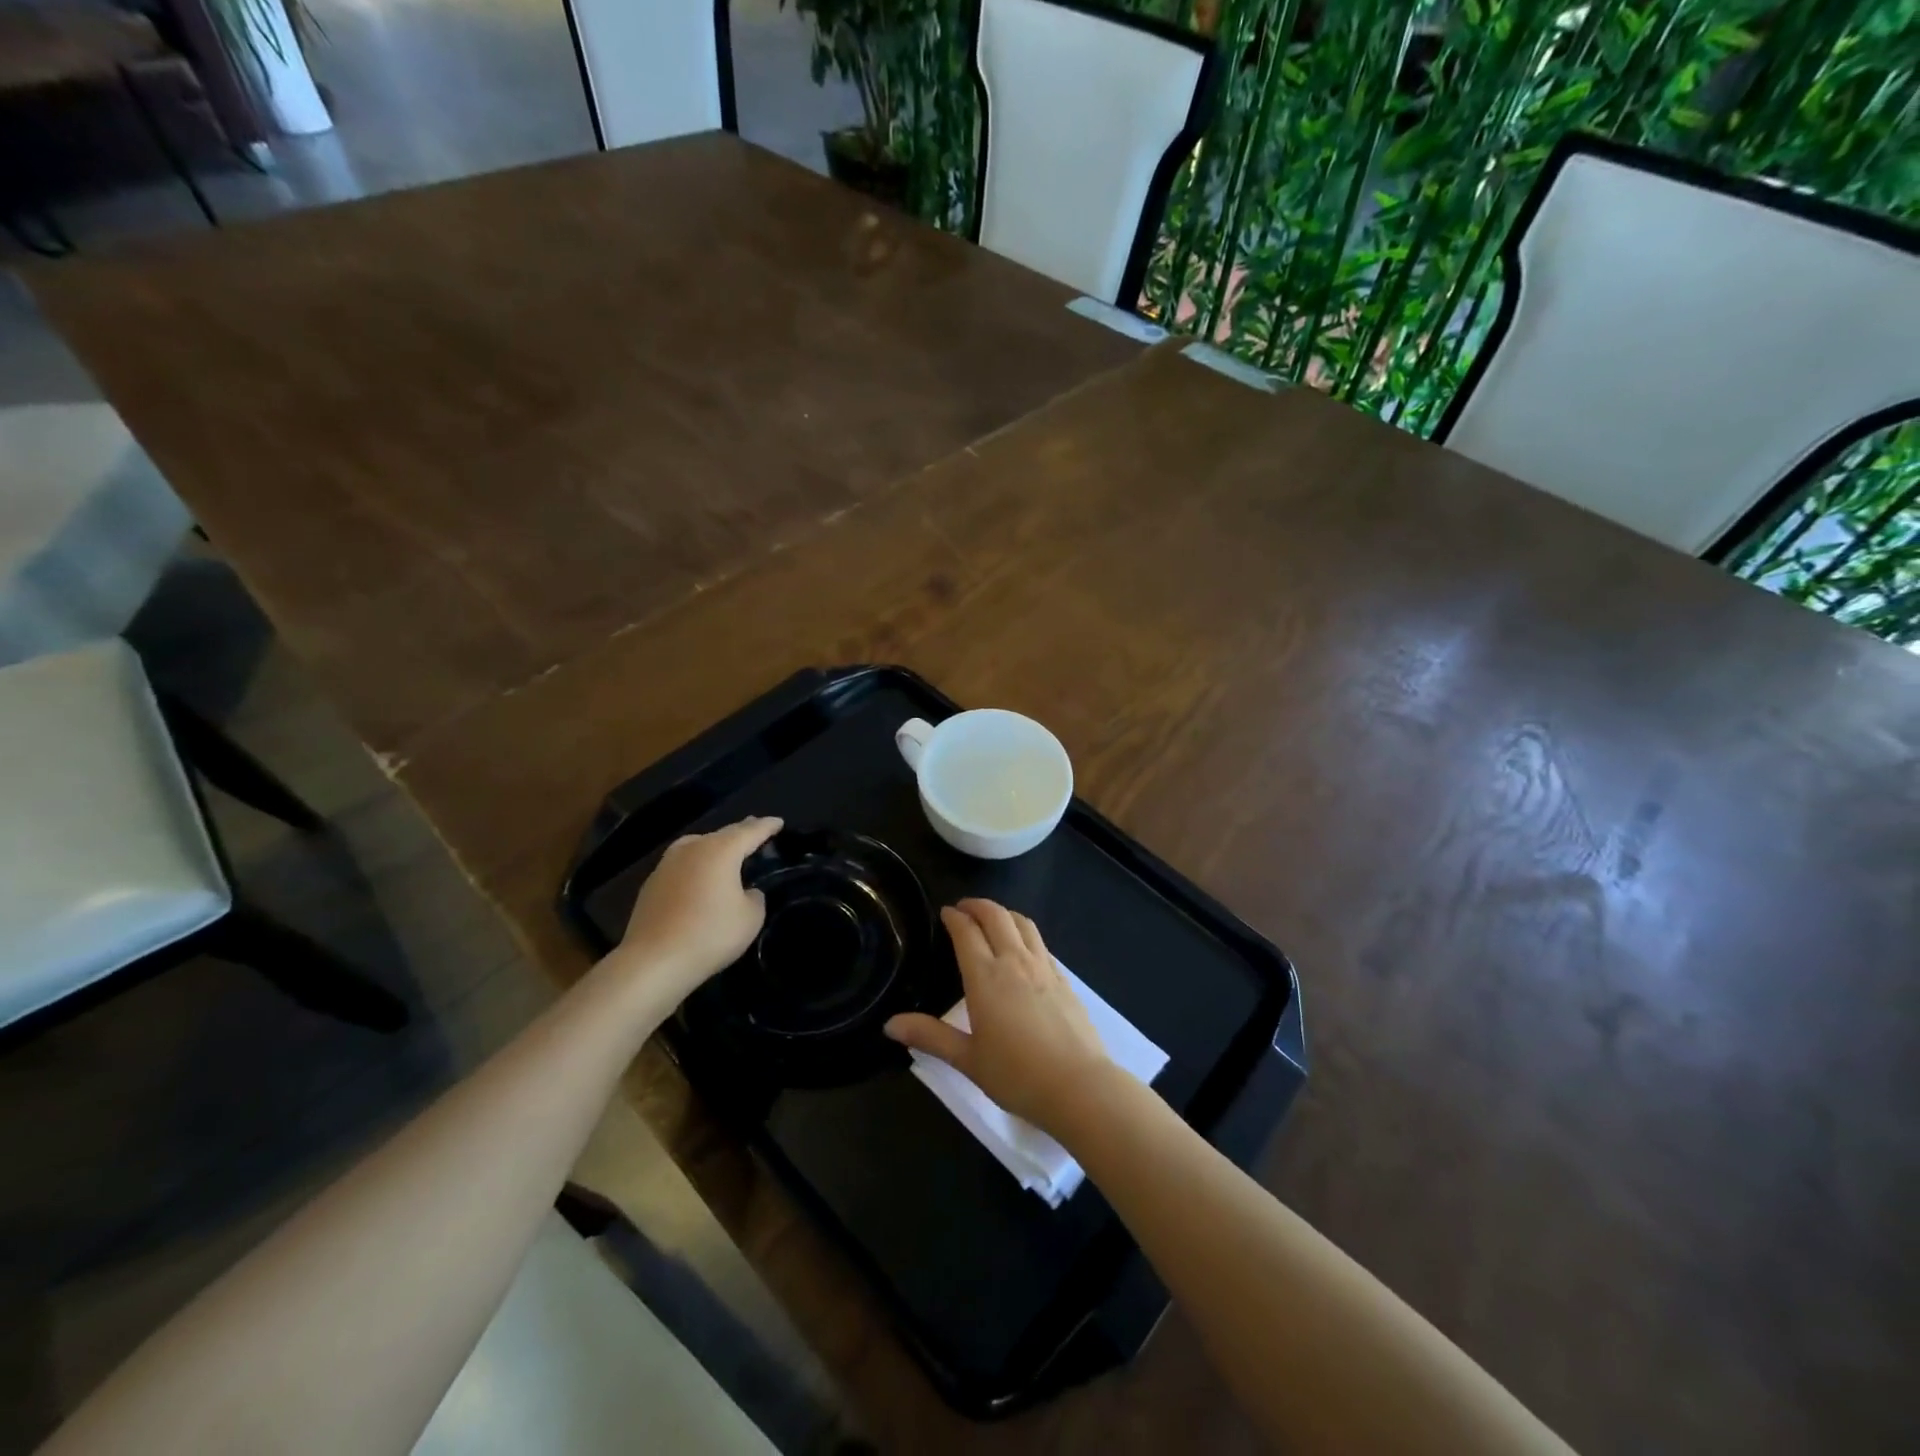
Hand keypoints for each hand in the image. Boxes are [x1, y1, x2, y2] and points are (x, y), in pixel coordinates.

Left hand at [610, 816, 782, 1006]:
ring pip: (697, 845)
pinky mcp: (651, 884)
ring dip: (714, 845)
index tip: (778, 822)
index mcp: (721, 851)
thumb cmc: (710, 934)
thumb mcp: (751, 918)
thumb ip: (754, 897)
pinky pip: (682, 864)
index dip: (767, 826)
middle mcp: (692, 849)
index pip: (750, 831)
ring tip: (725, 849)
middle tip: (755, 828)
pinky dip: (696, 864)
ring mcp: (667, 864)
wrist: (653, 961)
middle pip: (722, 834)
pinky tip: (699, 877)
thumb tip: (745, 892)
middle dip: (741, 831)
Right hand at [884, 898, 1111, 1133]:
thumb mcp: (967, 1059)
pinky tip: (1023, 948)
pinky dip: (1025, 932)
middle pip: (996, 916)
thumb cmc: (1017, 1075)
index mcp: (985, 977)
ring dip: (1004, 913)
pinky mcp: (1064, 979)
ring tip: (992, 919)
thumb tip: (889, 1025)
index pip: (967, 932)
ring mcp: (1043, 967)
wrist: (1078, 1086)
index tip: (945, 912)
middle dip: (978, 905)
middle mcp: (1014, 961)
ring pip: (1023, 923)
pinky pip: (1040, 942)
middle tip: (964, 908)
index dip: (954, 917)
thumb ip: (930, 1037)